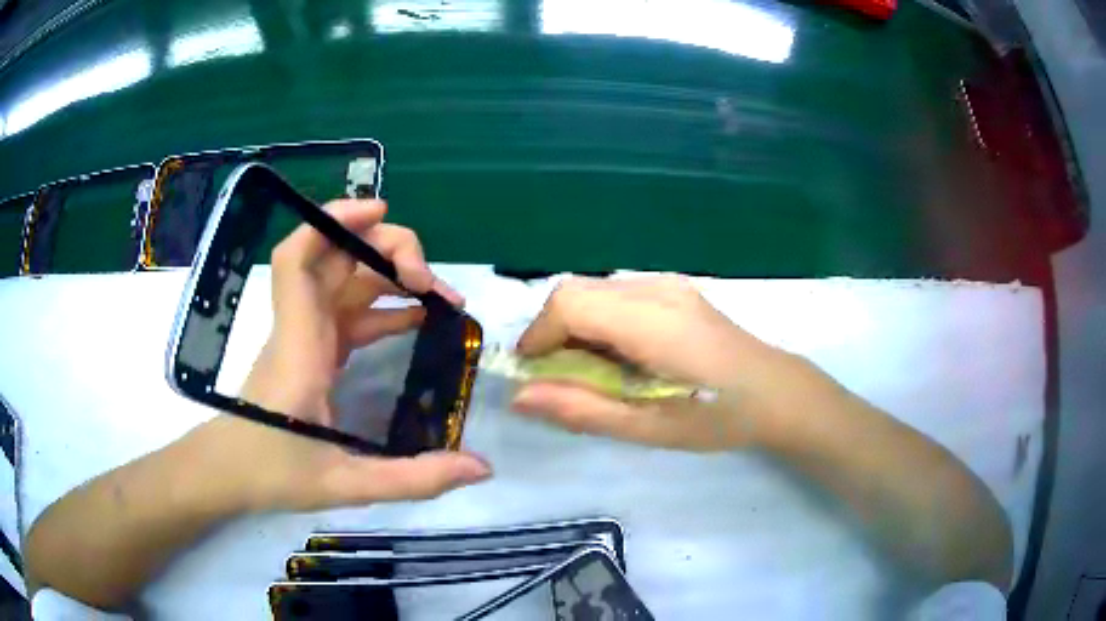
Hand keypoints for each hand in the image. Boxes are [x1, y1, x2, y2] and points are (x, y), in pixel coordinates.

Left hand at [225, 199, 489, 512]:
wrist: (231, 474)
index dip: (333, 222)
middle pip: (334, 260)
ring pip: (345, 283)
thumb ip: (413, 479)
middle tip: (431, 281)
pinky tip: (417, 321)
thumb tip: (482, 467)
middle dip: (384, 250)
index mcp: (299, 347)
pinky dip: (383, 308)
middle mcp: (301, 329)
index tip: (379, 212)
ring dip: (390, 278)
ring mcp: (307, 338)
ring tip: (441, 298)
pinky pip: (349, 314)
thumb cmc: (272, 474)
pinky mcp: (313, 352)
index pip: (298, 261)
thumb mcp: (345, 485)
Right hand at [511, 276, 797, 450]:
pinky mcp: (674, 289)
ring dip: (576, 329)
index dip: (538, 336)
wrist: (776, 392)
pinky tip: (622, 358)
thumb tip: (519, 396)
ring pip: (594, 292)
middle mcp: (656, 288)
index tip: (534, 376)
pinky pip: (617, 296)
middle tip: (563, 380)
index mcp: (652, 321)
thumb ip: (582, 409)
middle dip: (554, 334)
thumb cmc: (718, 417)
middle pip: (576, 291)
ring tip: (595, 374)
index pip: (569, 303)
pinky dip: (600, 323)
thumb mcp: (648, 428)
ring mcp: (668, 284)